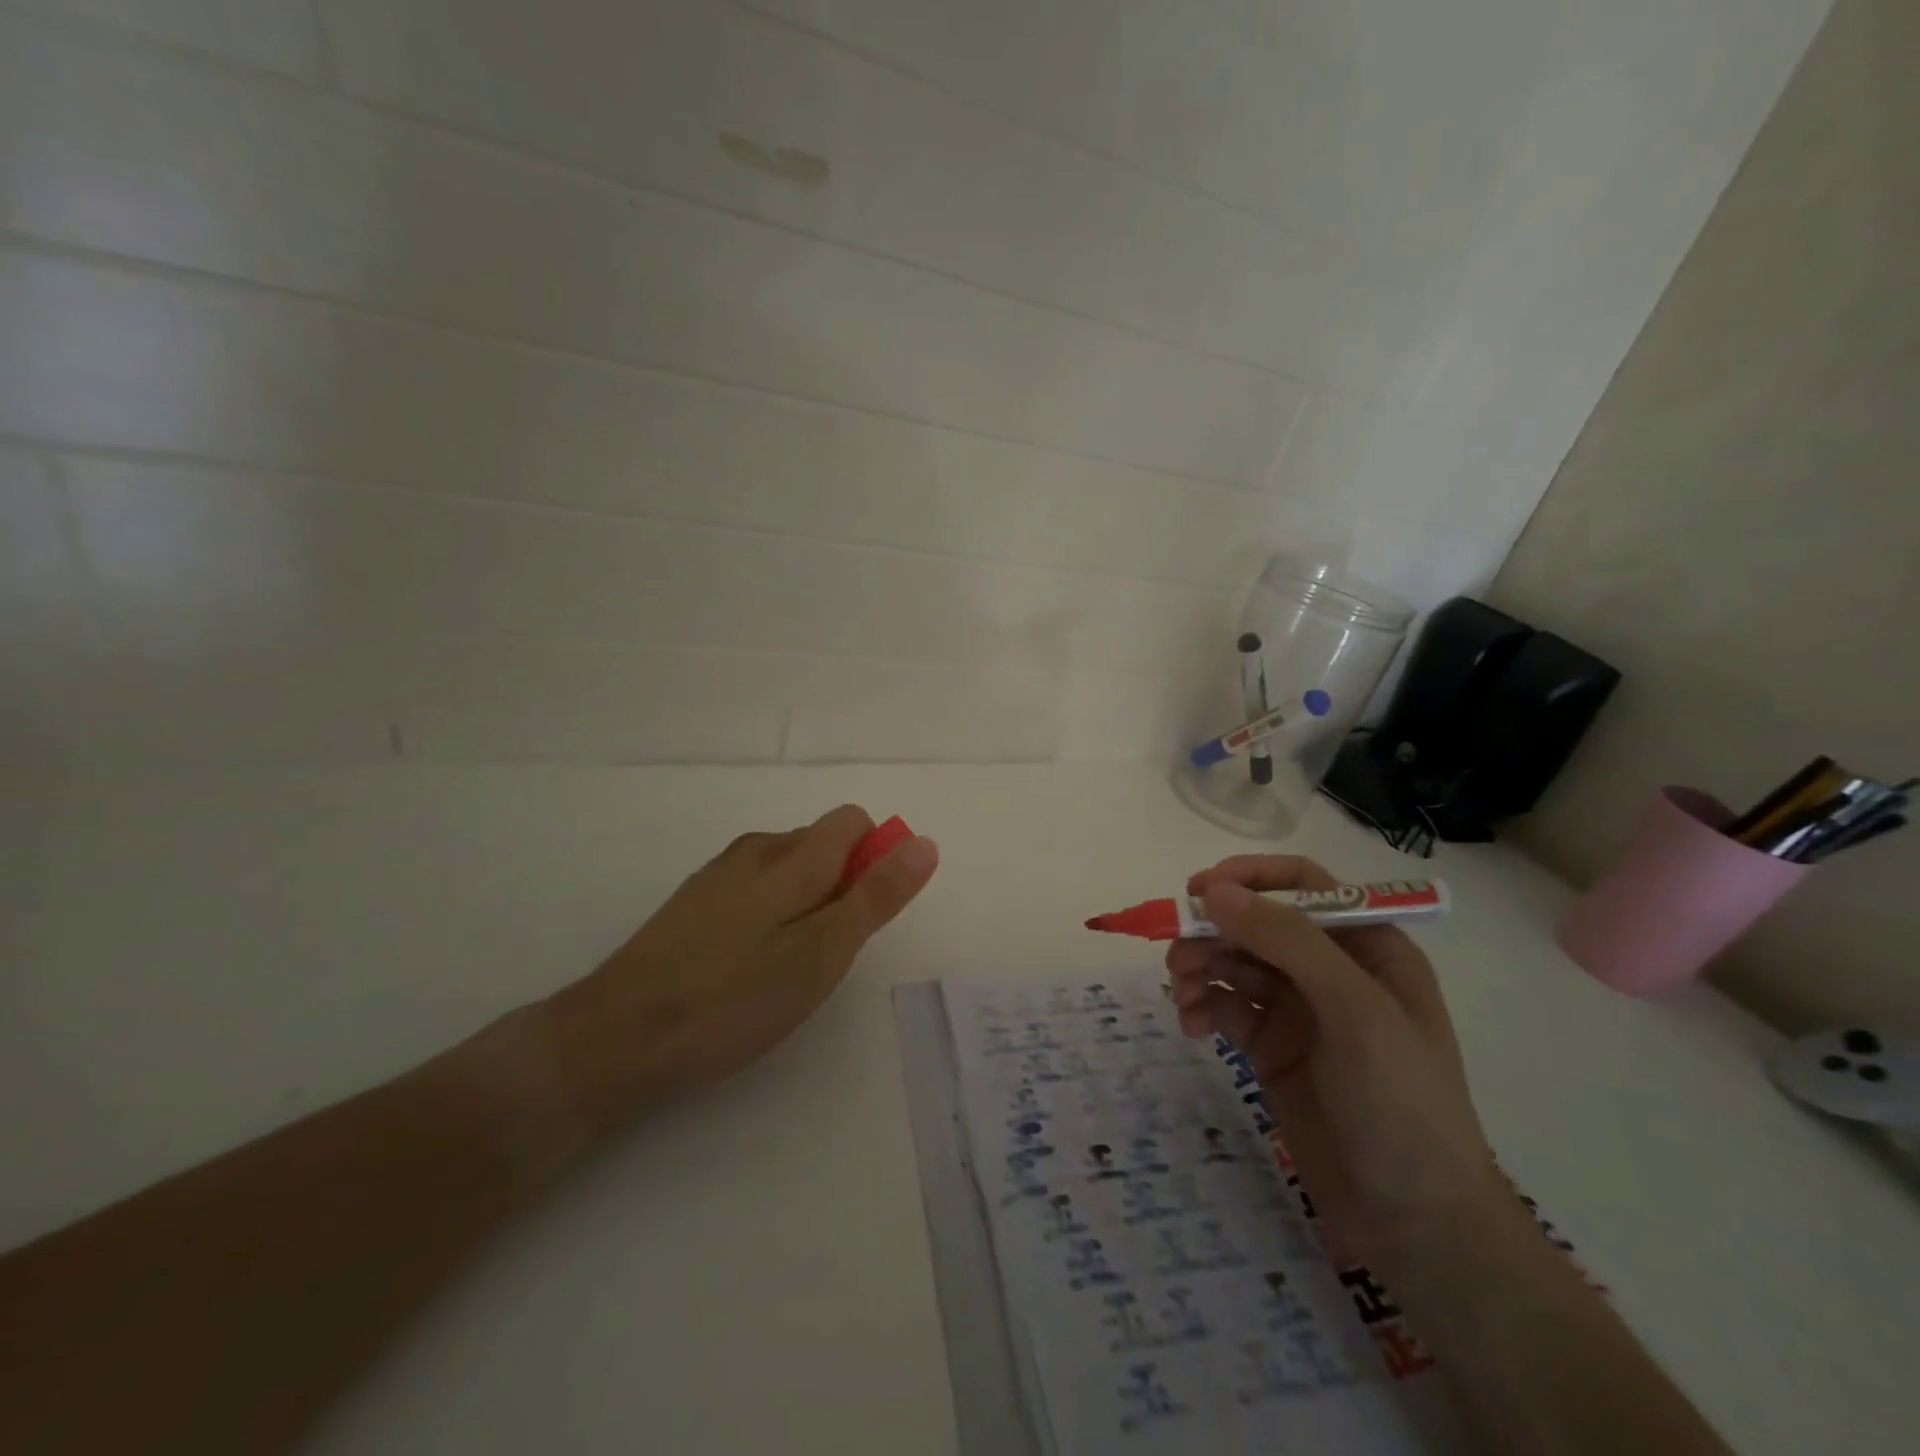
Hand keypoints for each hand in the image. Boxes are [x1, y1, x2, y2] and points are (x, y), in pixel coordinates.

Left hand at [542, 805, 937, 1132]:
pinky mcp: (693, 902)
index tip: (863, 917)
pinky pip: (753, 890)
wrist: (617, 1036)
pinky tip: (746, 968)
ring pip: (787, 869)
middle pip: (821, 843)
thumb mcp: (823, 952)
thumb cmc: (734, 997)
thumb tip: (924, 842)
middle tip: (824, 956)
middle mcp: (756, 848)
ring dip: (806, 904)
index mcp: (793, 854)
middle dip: (841, 887)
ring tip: (786, 968)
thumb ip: (876, 895)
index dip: (875, 859)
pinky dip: (769, 916)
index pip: (854, 821)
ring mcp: (718, 874)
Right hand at [1167, 856, 1503, 1278]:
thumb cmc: (1400, 1103)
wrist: (1415, 1225)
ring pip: (1233, 962)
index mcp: (1367, 947)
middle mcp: (1330, 970)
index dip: (1251, 878)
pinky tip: (1193, 1027)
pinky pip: (1225, 1007)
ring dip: (1200, 968)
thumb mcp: (1354, 1010)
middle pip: (1256, 923)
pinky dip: (1202, 1007)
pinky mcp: (1271, 1048)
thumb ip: (1287, 941)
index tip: (1200, 889)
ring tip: (1182, 996)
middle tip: (1177, 954)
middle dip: (1214, 931)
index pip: (1303, 886)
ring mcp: (1298, 1010)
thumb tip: (1214, 890)